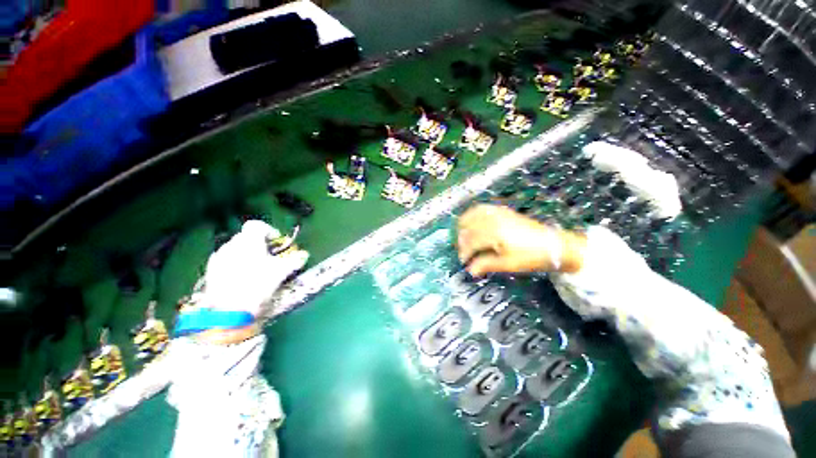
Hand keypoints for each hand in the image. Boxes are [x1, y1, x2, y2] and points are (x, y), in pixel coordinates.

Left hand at [201, 220, 308, 315]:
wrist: (230, 311)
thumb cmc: (258, 284)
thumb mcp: (282, 271)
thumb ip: (295, 260)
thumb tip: (304, 255)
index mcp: (249, 240)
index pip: (257, 225)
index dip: (269, 231)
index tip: (277, 243)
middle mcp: (231, 244)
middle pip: (246, 237)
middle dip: (259, 245)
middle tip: (270, 258)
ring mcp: (218, 258)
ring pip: (236, 250)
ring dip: (247, 255)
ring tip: (257, 270)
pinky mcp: (210, 272)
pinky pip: (226, 262)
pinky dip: (236, 266)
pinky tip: (243, 280)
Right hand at [456, 204, 584, 275]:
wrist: (554, 245)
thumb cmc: (530, 257)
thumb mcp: (507, 264)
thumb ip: (485, 264)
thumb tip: (469, 270)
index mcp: (493, 233)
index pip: (470, 241)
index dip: (464, 252)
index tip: (463, 262)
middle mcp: (492, 219)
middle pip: (468, 227)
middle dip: (462, 239)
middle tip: (463, 251)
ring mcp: (497, 212)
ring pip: (472, 214)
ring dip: (464, 225)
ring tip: (464, 236)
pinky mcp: (502, 210)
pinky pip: (482, 208)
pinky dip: (473, 215)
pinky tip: (473, 223)